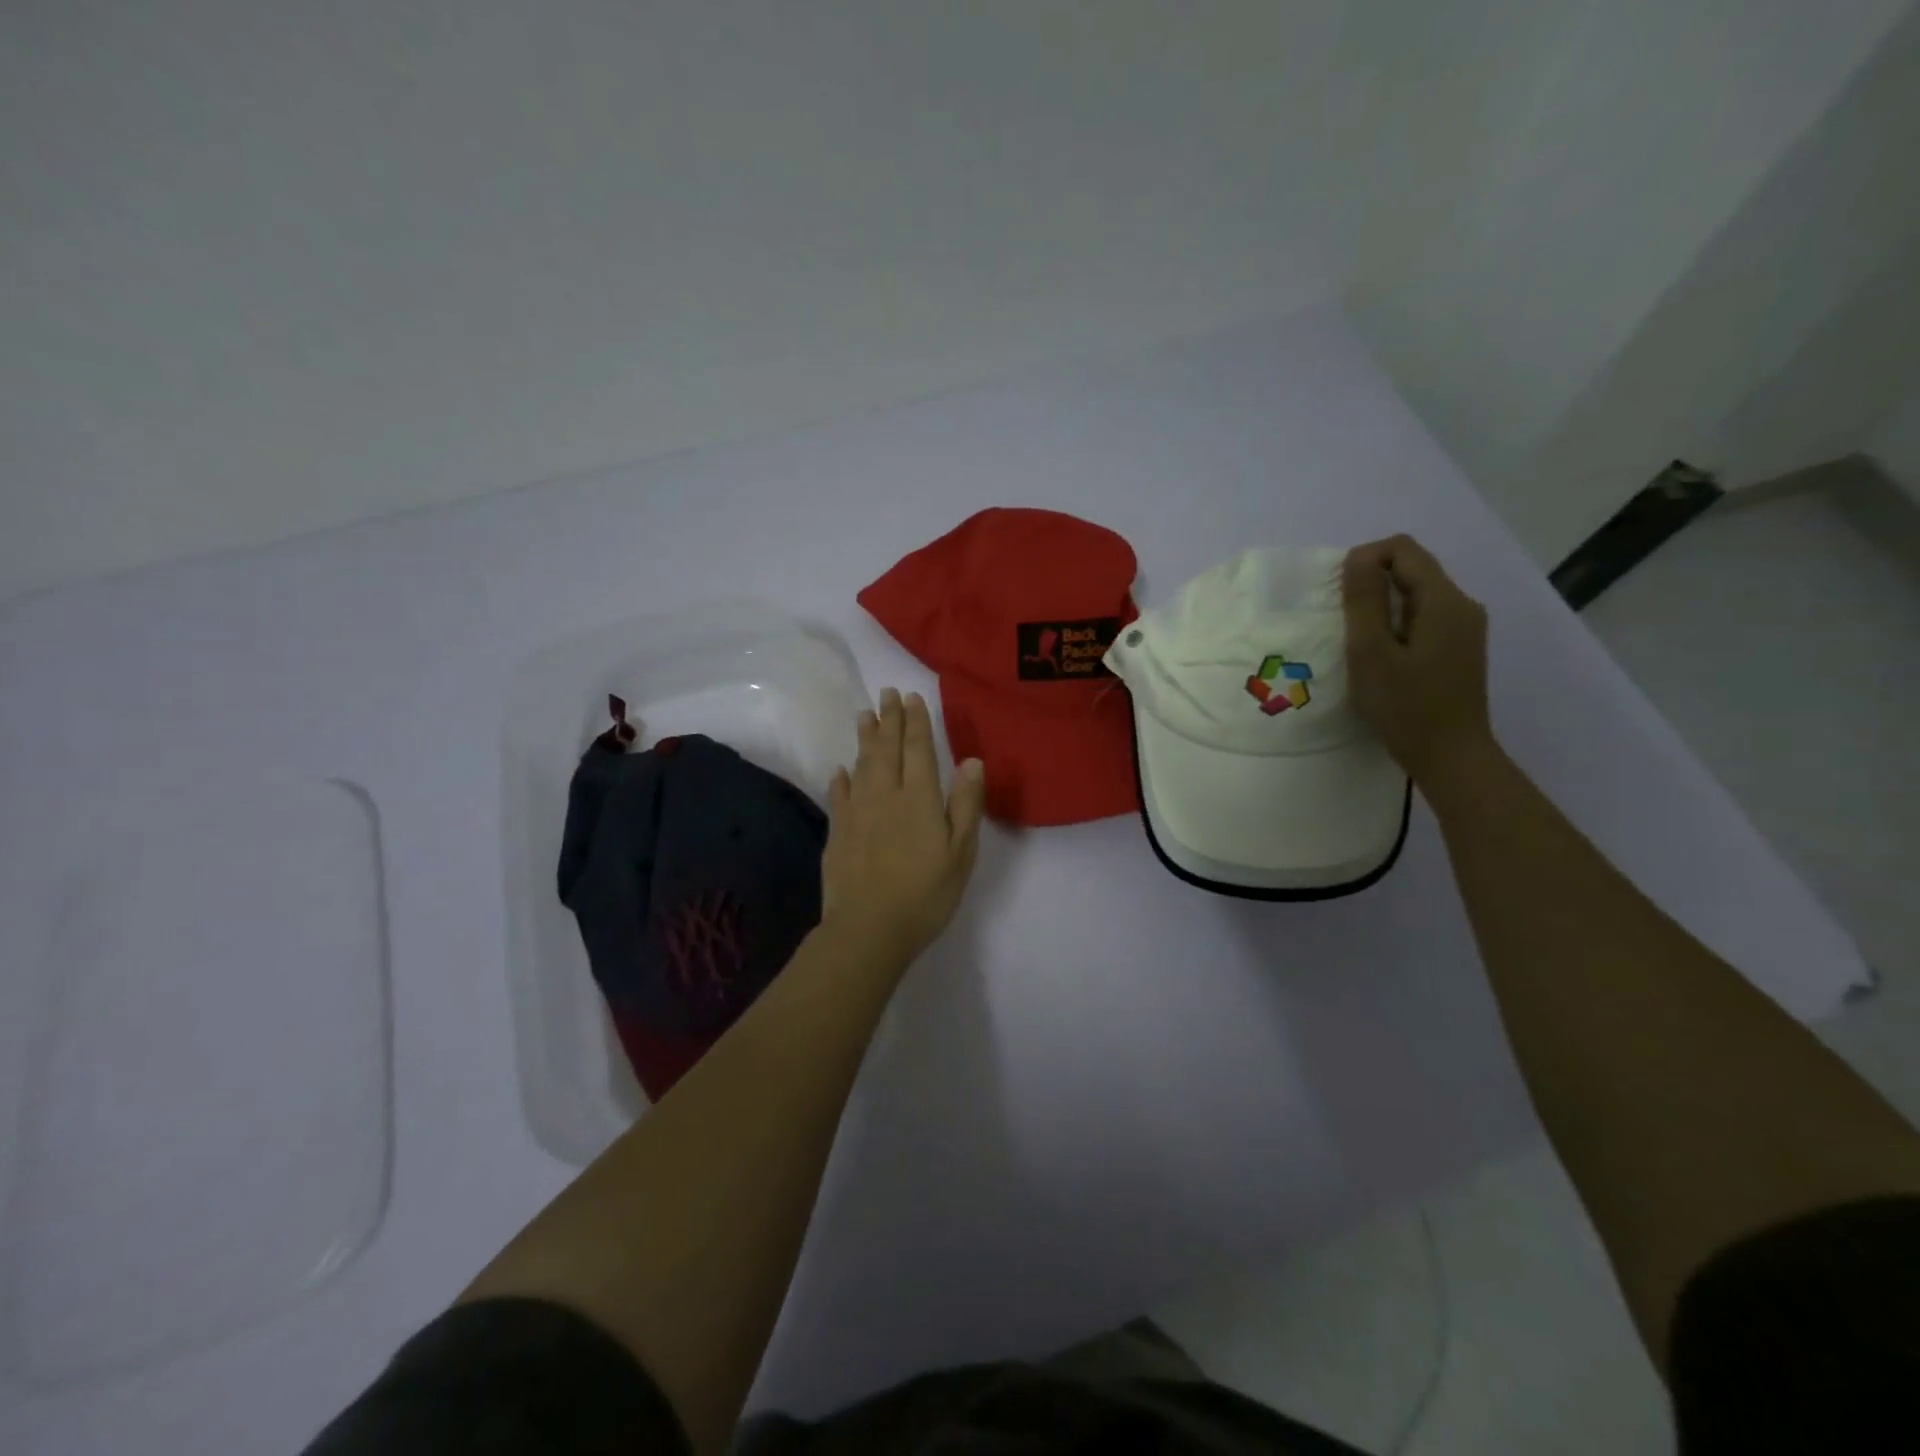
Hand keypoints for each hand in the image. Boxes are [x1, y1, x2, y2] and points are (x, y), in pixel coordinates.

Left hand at [821, 688, 985, 968]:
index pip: (918, 750)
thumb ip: (965, 804)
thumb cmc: (925, 893)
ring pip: (861, 766)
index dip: (915, 722)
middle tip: (886, 694)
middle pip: (887, 750)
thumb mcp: (960, 852)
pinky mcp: (837, 833)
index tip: (911, 697)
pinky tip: (840, 771)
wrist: (869, 928)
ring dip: (865, 739)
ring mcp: (857, 813)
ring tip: (864, 716)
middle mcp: (885, 795)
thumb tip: (971, 761)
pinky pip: (839, 796)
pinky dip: (841, 780)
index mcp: (919, 798)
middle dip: (889, 720)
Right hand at [1343, 535, 1494, 784]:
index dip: (1364, 560)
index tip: (1338, 597)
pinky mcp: (1457, 648)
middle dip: (1371, 583)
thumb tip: (1358, 558)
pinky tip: (1378, 655)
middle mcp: (1462, 605)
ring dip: (1380, 606)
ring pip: (1415, 594)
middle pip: (1411, 569)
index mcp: (1445, 600)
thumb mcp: (1372, 653)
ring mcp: (1464, 628)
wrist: (1450, 757)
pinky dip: (1394, 624)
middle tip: (1340, 620)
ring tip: (1355, 640)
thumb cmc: (1406, 707)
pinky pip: (1422, 617)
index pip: (1403, 549)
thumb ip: (1364, 601)